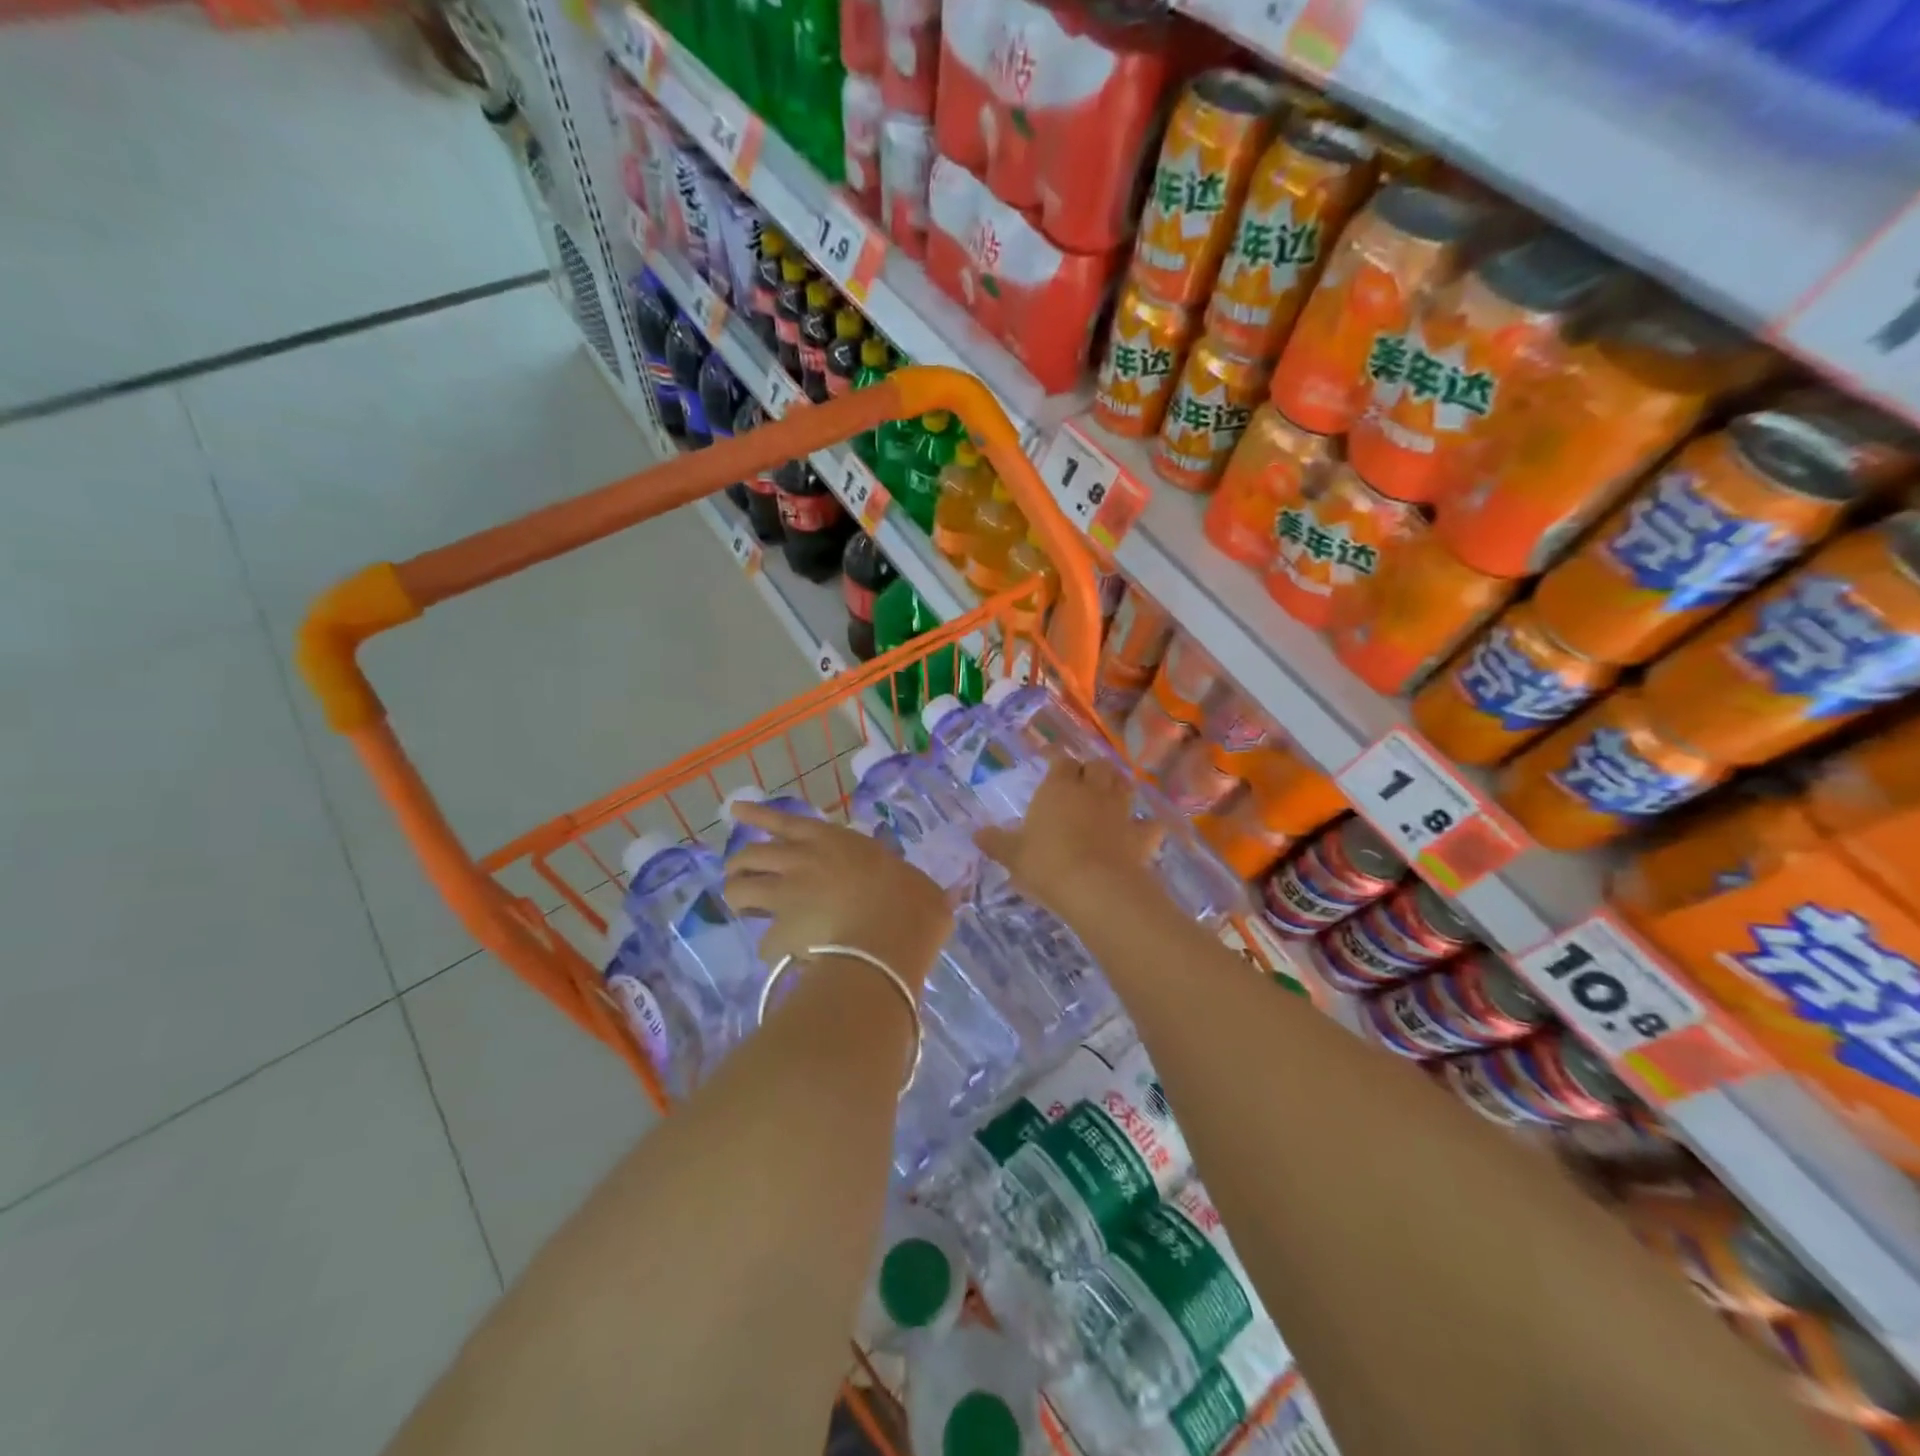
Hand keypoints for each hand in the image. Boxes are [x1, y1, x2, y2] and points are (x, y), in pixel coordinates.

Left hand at [721, 803, 952, 989]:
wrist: (888, 941)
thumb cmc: (912, 905)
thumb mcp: (920, 886)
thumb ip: (912, 887)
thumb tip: (939, 899)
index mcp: (834, 840)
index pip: (784, 821)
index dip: (757, 816)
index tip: (735, 812)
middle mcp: (802, 860)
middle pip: (750, 853)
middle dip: (740, 864)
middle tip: (741, 875)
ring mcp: (786, 895)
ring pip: (740, 889)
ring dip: (739, 897)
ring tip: (743, 907)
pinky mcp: (778, 932)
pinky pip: (764, 942)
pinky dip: (771, 949)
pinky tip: (783, 958)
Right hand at [973, 752, 1160, 920]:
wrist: (1096, 888)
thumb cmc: (1047, 864)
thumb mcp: (1013, 855)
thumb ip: (996, 842)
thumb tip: (977, 834)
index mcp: (1058, 788)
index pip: (1060, 759)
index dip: (1055, 755)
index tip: (1048, 755)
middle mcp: (1092, 791)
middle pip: (1097, 766)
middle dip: (1090, 768)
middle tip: (1081, 778)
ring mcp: (1120, 811)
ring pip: (1123, 785)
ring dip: (1117, 785)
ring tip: (1110, 792)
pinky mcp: (1141, 836)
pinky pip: (1149, 824)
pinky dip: (1146, 824)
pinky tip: (1143, 829)